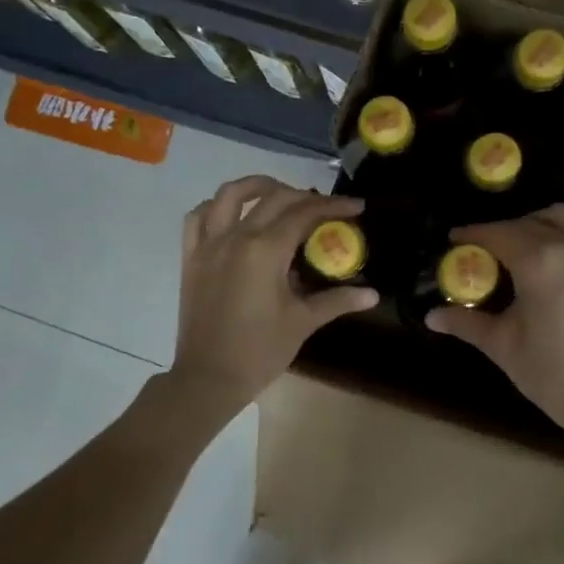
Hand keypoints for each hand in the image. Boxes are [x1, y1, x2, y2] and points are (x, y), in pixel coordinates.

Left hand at [169, 176, 377, 410]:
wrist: (209, 377)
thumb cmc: (260, 351)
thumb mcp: (303, 322)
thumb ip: (337, 300)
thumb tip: (372, 294)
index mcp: (265, 250)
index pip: (304, 214)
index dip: (333, 206)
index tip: (356, 206)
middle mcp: (235, 237)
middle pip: (273, 198)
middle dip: (304, 196)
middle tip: (326, 208)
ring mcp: (208, 245)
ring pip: (229, 195)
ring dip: (257, 186)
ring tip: (279, 192)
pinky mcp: (191, 258)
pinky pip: (198, 218)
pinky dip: (216, 207)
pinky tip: (232, 214)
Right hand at [428, 204, 563, 444]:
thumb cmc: (553, 375)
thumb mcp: (502, 346)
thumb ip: (466, 322)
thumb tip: (431, 316)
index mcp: (538, 262)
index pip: (497, 234)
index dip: (473, 234)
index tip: (456, 239)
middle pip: (529, 222)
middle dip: (504, 231)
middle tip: (490, 251)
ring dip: (541, 222)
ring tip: (531, 242)